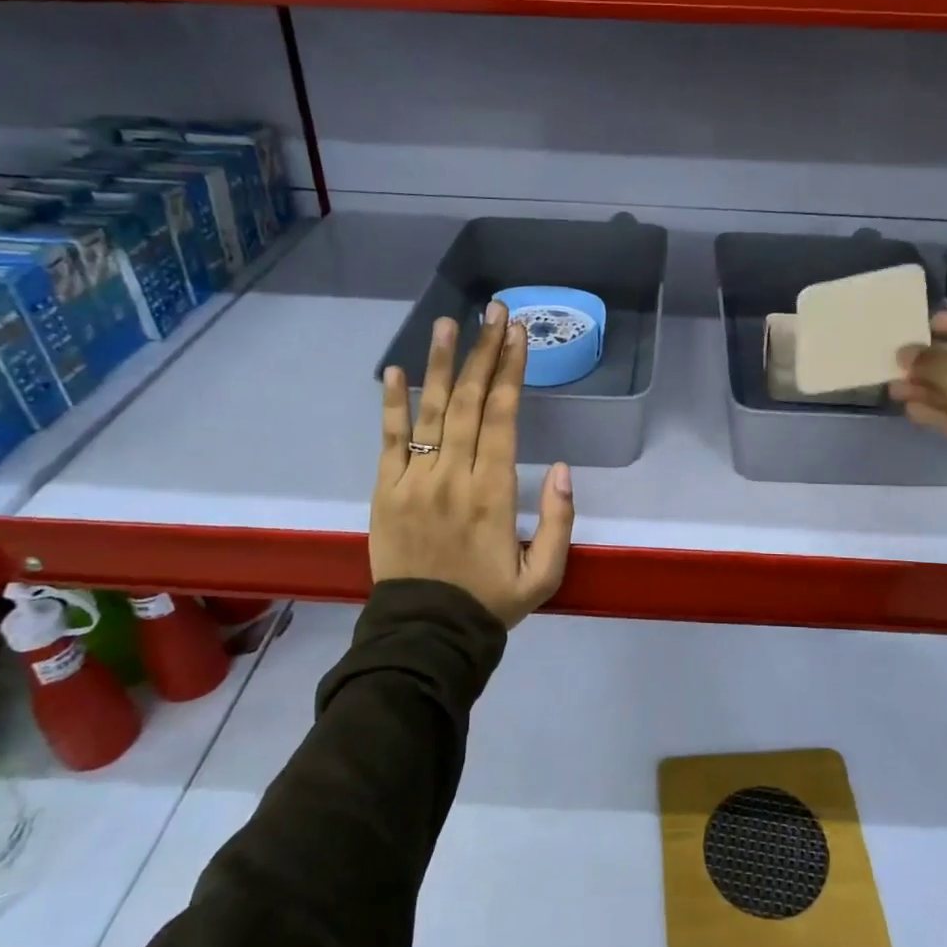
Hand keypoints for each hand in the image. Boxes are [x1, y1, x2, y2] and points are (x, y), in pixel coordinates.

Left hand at [372, 302, 574, 627]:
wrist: (425, 636)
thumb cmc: (491, 602)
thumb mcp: (545, 575)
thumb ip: (560, 521)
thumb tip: (561, 467)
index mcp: (494, 493)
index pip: (502, 417)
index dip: (510, 371)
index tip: (517, 333)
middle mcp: (453, 477)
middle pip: (468, 402)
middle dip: (483, 352)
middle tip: (492, 310)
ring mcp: (413, 482)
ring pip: (430, 412)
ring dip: (440, 364)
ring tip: (448, 323)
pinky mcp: (384, 492)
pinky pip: (388, 441)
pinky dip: (392, 404)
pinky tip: (396, 371)